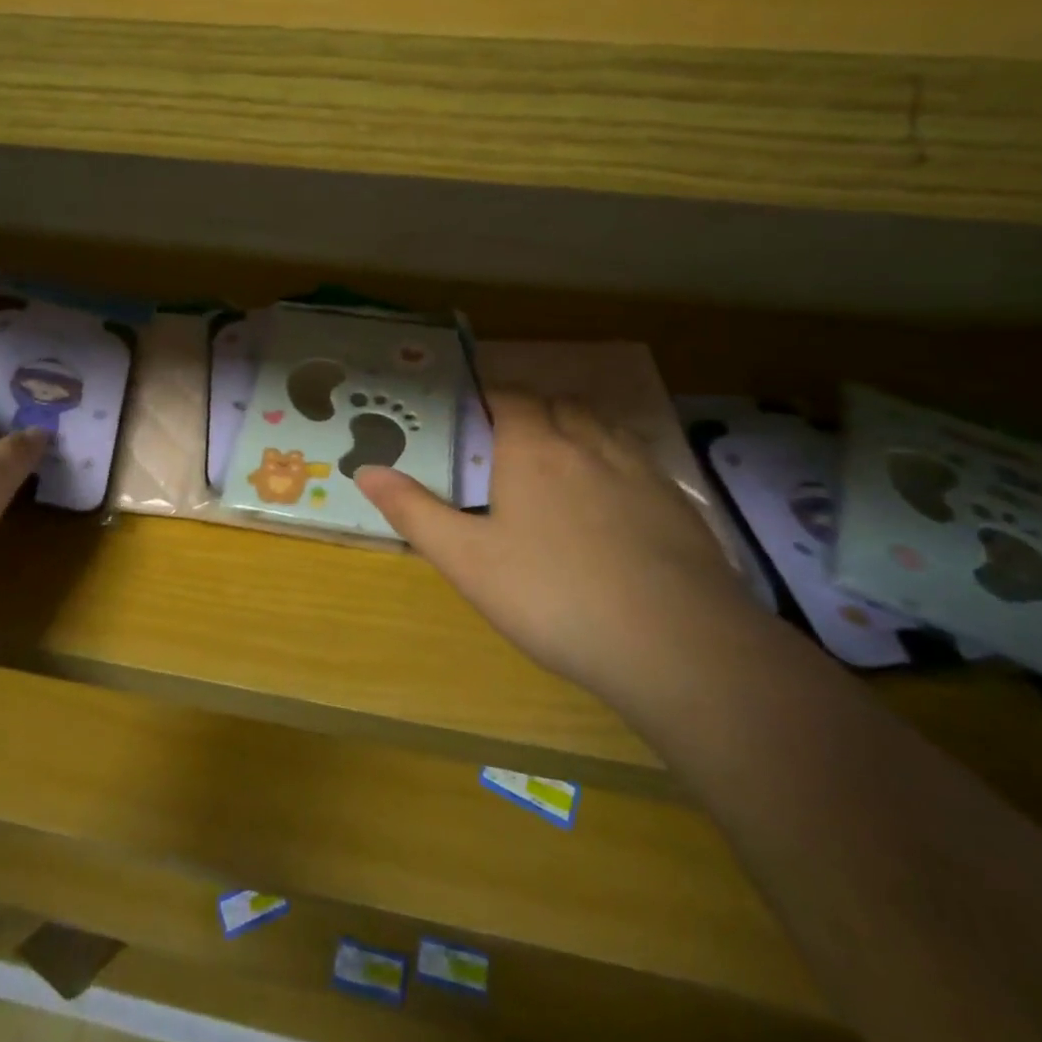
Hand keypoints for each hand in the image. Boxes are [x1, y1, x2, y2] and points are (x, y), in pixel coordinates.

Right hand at [354, 391, 755, 699]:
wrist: (676, 645)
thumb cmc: (554, 596)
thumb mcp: (467, 561)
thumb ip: (414, 511)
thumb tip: (364, 469)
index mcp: (533, 449)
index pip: (509, 397)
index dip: (490, 396)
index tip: (473, 413)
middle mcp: (588, 444)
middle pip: (559, 404)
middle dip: (533, 410)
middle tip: (510, 443)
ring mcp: (639, 470)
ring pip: (602, 426)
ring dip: (577, 428)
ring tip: (560, 462)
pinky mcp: (677, 502)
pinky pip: (638, 458)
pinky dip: (616, 460)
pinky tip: (613, 502)